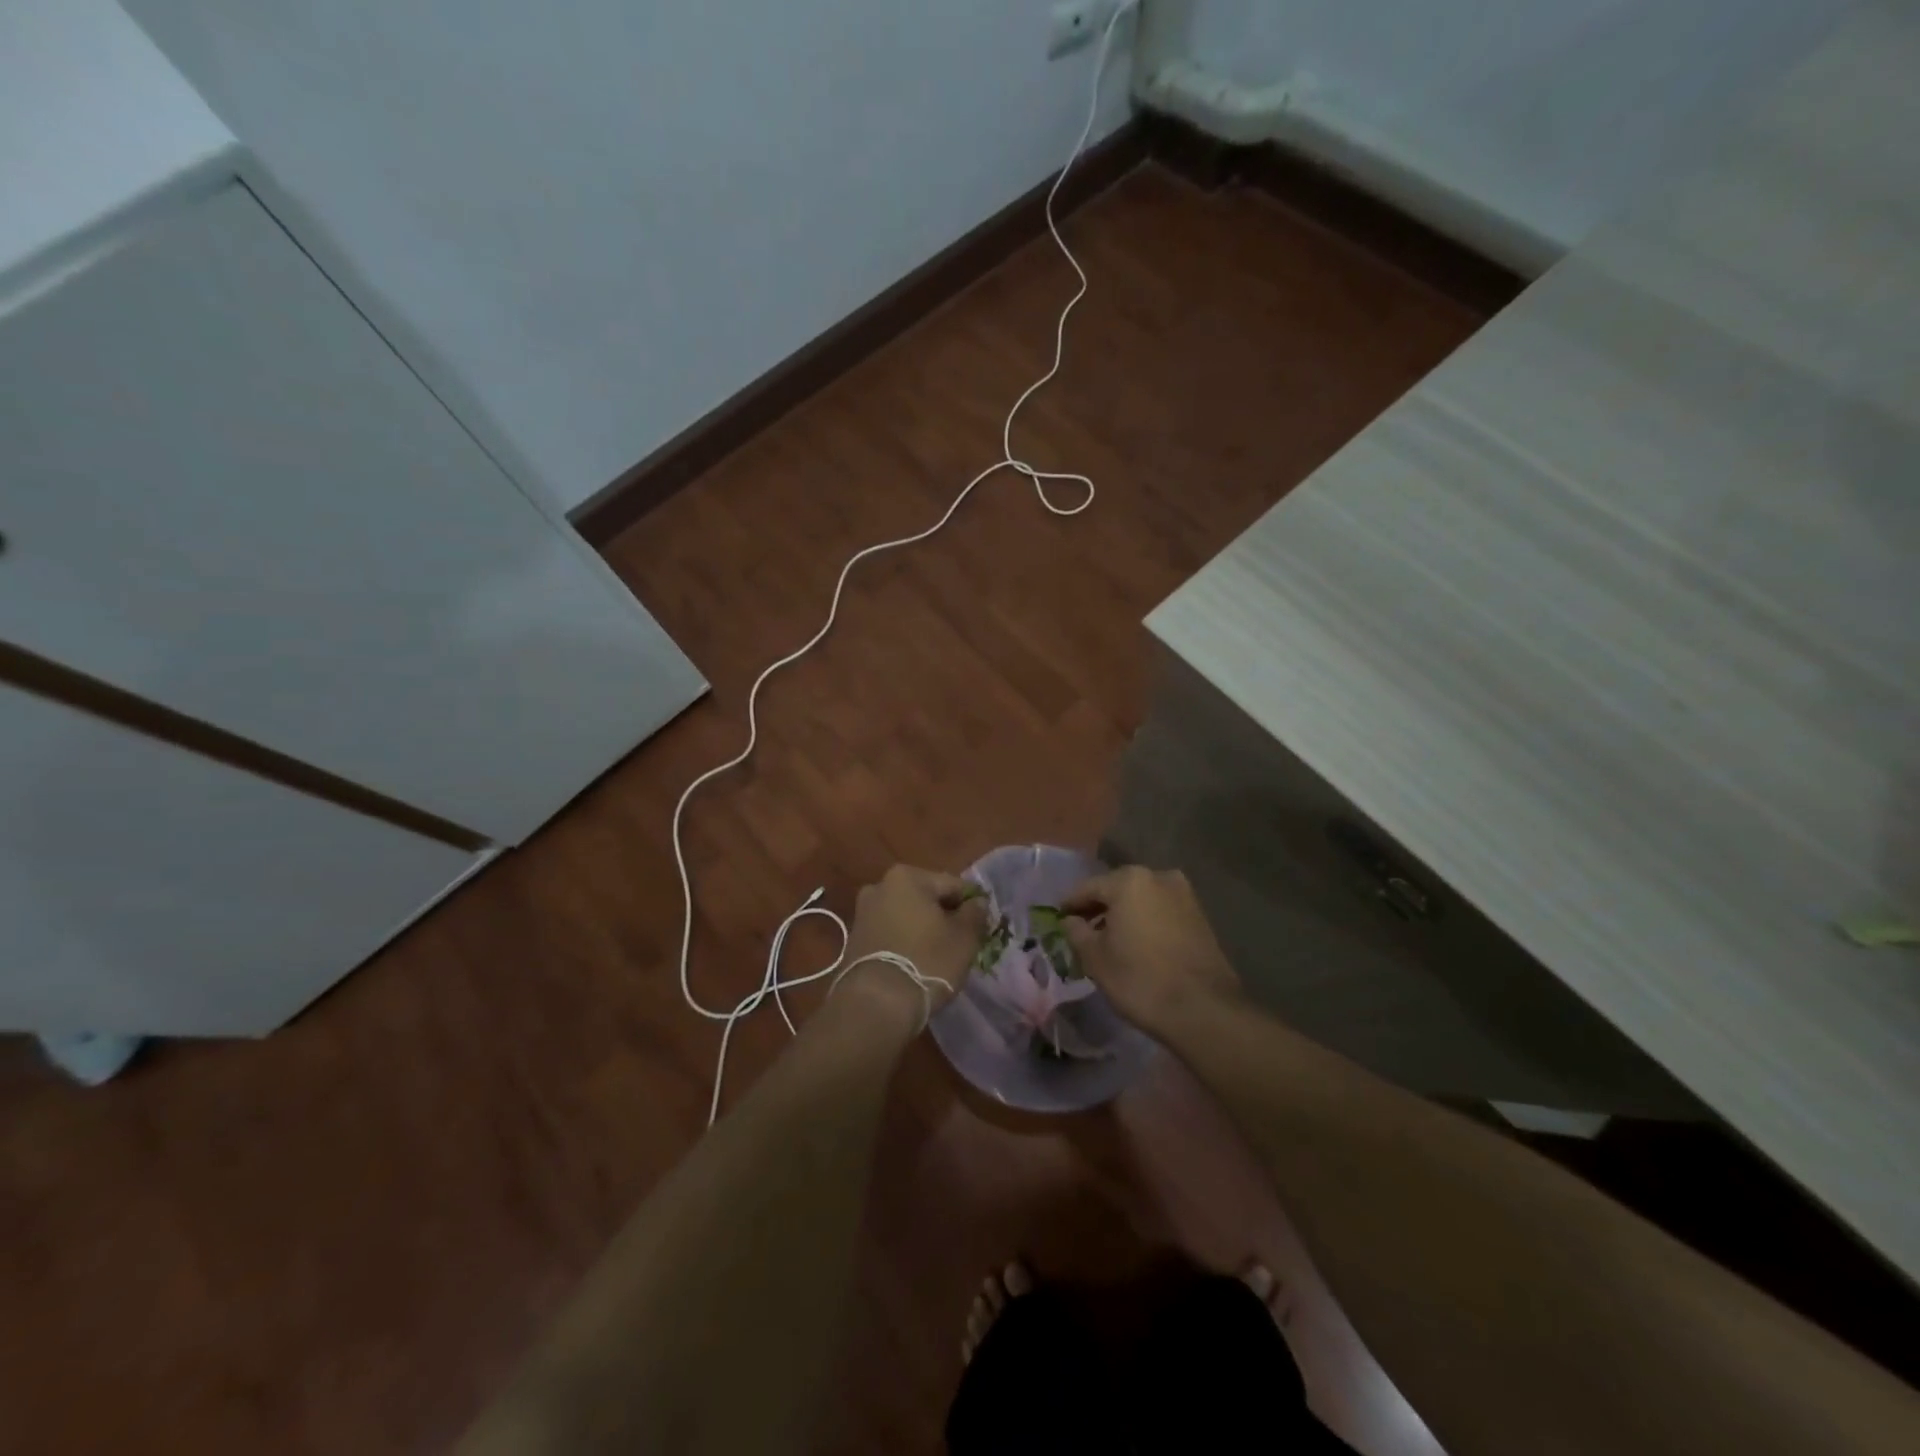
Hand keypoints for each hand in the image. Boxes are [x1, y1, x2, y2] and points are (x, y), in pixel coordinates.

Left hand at [838, 865, 989, 1024]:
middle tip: (960, 942)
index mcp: (907, 877)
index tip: (980, 928)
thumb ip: (975, 914)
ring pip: (906, 916)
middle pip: (926, 898)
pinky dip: (903, 942)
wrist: (876, 1004)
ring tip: (937, 956)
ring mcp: (863, 913)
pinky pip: (889, 933)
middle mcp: (879, 886)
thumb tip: (977, 902)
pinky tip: (914, 964)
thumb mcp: (964, 938)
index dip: (971, 905)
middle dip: (943, 916)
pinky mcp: (854, 939)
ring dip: (922, 929)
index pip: (952, 885)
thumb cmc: (927, 961)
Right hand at [1061, 865, 1239, 1037]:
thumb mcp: (1095, 958)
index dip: (1070, 904)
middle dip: (1099, 907)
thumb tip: (1070, 921)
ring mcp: (1184, 895)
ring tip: (1109, 940)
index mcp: (1129, 880)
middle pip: (1117, 889)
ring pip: (1141, 900)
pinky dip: (1145, 922)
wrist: (1204, 1010)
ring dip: (1124, 915)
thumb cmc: (1140, 979)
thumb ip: (1076, 932)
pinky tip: (1137, 944)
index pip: (1088, 888)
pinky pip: (1161, 911)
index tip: (1058, 918)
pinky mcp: (1200, 916)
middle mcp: (1158, 877)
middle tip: (1082, 930)